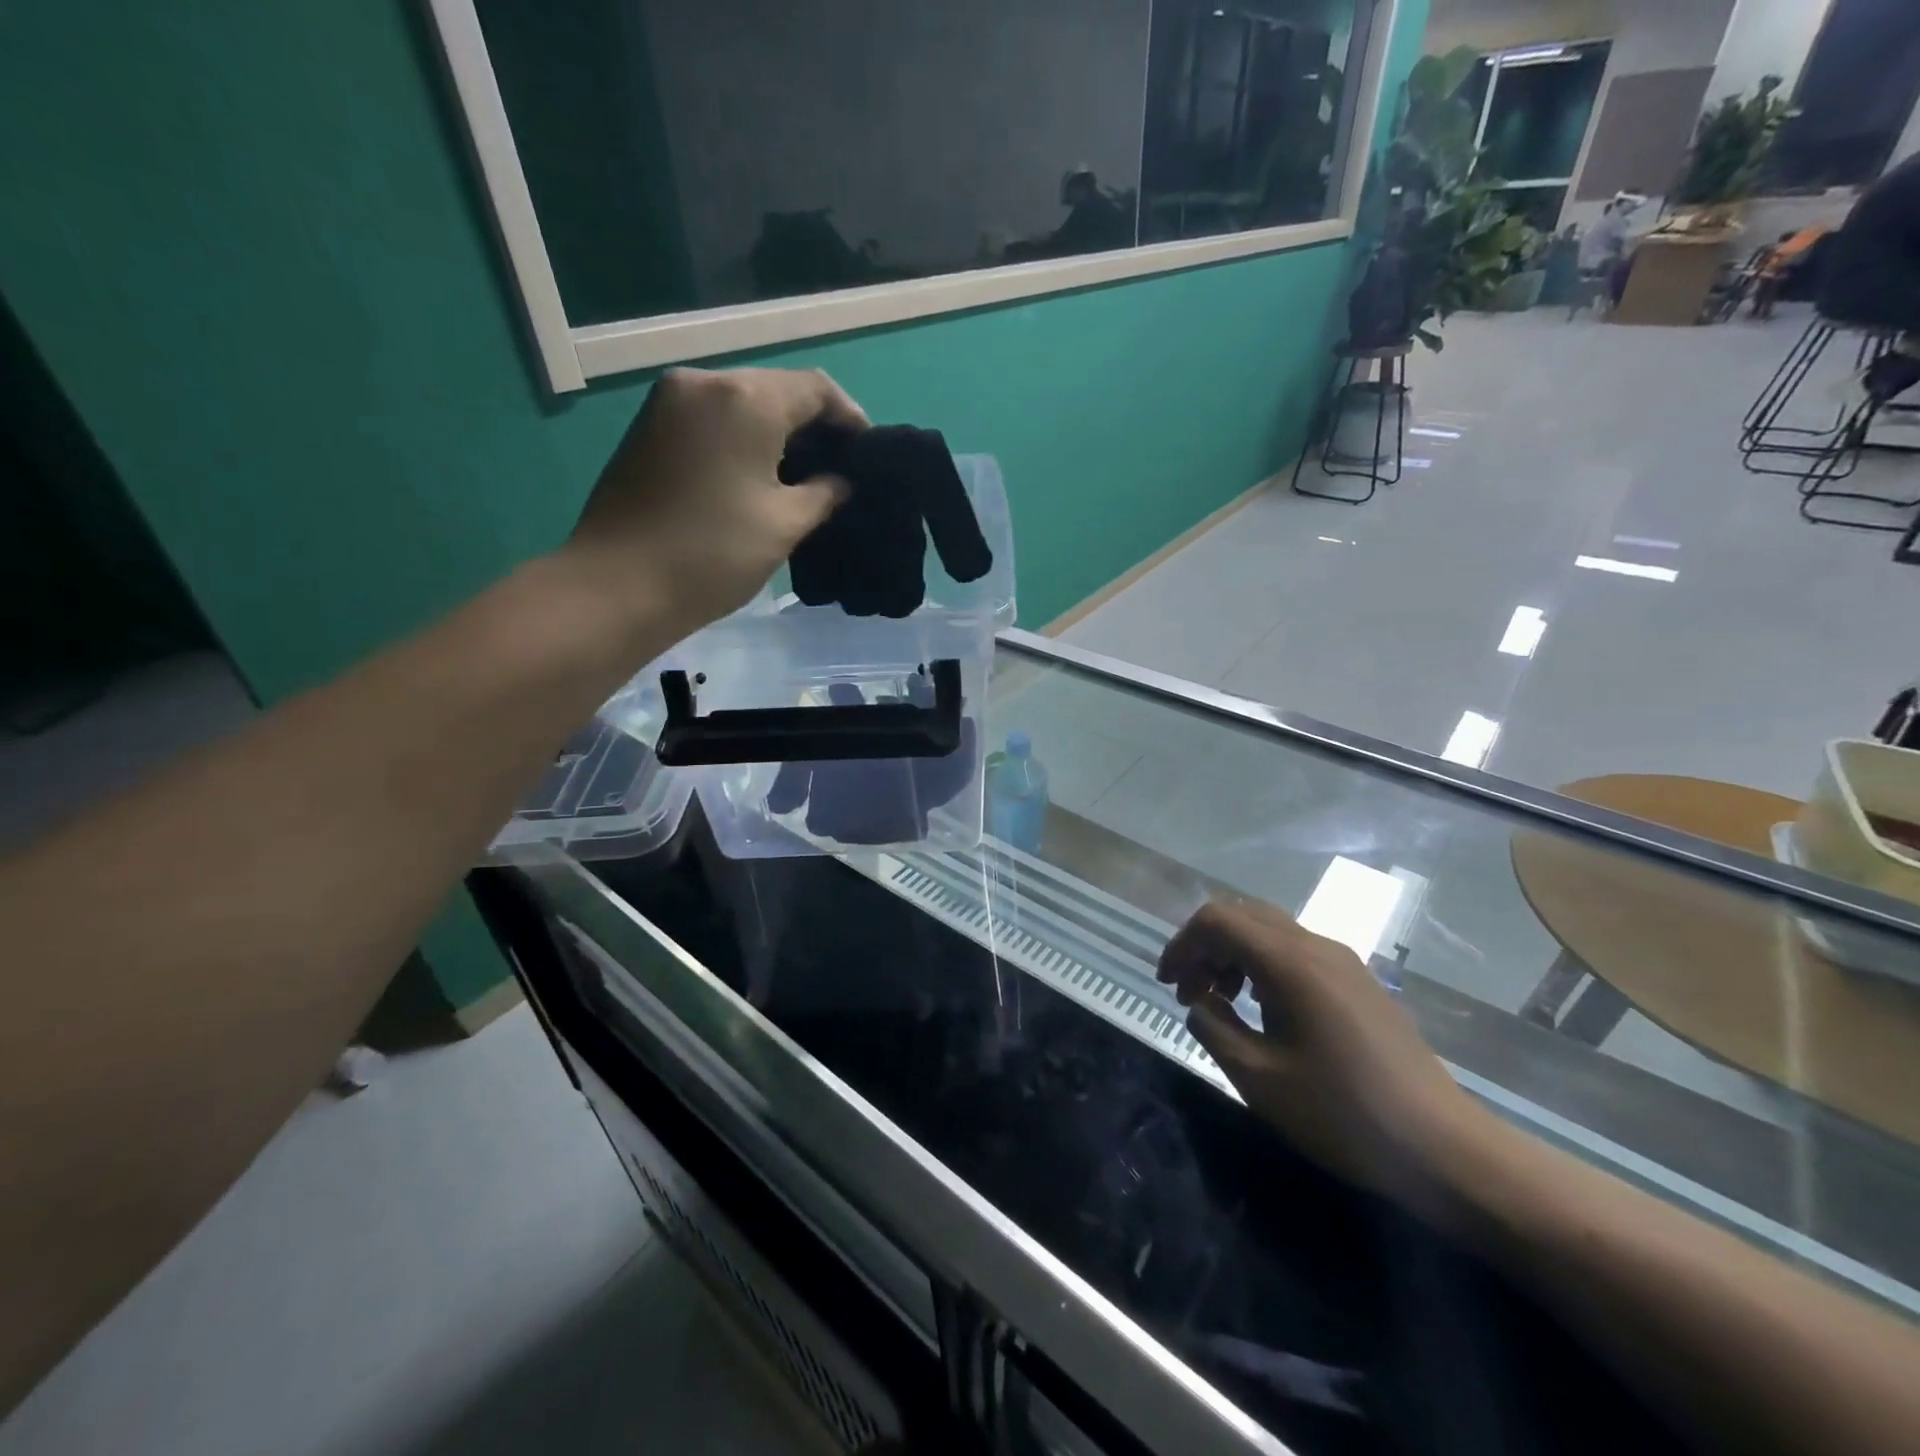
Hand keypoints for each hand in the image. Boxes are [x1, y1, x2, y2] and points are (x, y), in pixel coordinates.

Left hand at [561, 366, 868, 637]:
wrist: (618, 585)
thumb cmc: (713, 554)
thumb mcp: (784, 525)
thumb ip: (824, 493)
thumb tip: (840, 482)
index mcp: (746, 398)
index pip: (816, 389)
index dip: (849, 419)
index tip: (867, 457)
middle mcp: (705, 382)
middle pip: (776, 390)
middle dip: (813, 426)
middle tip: (837, 471)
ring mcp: (669, 402)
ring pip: (741, 403)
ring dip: (776, 433)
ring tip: (801, 477)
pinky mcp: (648, 426)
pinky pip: (711, 418)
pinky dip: (741, 438)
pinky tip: (756, 475)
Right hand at [1157, 899, 1487, 1211]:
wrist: (1444, 1149)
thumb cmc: (1343, 1113)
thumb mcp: (1258, 1078)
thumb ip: (1213, 1028)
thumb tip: (1201, 1003)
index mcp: (1289, 962)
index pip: (1217, 920)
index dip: (1182, 944)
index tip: (1166, 984)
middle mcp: (1317, 946)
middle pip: (1242, 916)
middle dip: (1204, 946)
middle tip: (1188, 991)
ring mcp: (1343, 962)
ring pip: (1270, 931)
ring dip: (1233, 955)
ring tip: (1220, 1002)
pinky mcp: (1359, 982)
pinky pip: (1296, 951)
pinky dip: (1262, 965)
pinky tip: (1263, 1010)